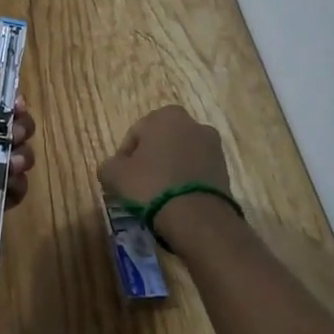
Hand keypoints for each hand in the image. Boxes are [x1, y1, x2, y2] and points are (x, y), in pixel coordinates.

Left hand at [0, 55, 36, 249]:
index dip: (13, 106)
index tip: (18, 106)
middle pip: (14, 131)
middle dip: (20, 132)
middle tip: (11, 137)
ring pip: (19, 159)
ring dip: (19, 159)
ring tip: (7, 166)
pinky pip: (16, 187)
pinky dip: (15, 186)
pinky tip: (5, 186)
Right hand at [98, 105, 229, 206]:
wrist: (198, 218)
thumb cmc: (151, 186)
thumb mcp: (114, 175)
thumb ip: (108, 165)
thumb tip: (113, 168)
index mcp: (165, 115)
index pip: (135, 134)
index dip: (125, 157)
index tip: (122, 178)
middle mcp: (192, 123)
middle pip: (160, 142)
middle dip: (150, 159)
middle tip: (139, 185)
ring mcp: (213, 146)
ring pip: (180, 156)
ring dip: (170, 170)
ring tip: (159, 196)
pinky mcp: (225, 169)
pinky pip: (196, 171)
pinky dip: (186, 181)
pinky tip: (177, 200)